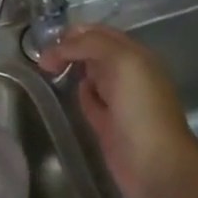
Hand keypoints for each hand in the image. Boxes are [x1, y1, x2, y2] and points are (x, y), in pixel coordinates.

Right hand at [40, 24, 197, 197]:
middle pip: (94, 53)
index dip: (75, 33)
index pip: (101, 34)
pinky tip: (68, 93)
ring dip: (73, 69)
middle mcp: (128, 75)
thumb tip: (61, 48)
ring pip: (91, 76)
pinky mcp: (107, 125)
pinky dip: (79, 95)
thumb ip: (92, 45)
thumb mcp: (122, 62)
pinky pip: (90, 102)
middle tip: (43, 60)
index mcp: (135, 56)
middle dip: (70, 49)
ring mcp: (118, 101)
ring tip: (48, 70)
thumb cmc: (141, 109)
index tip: (49, 43)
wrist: (154, 163)